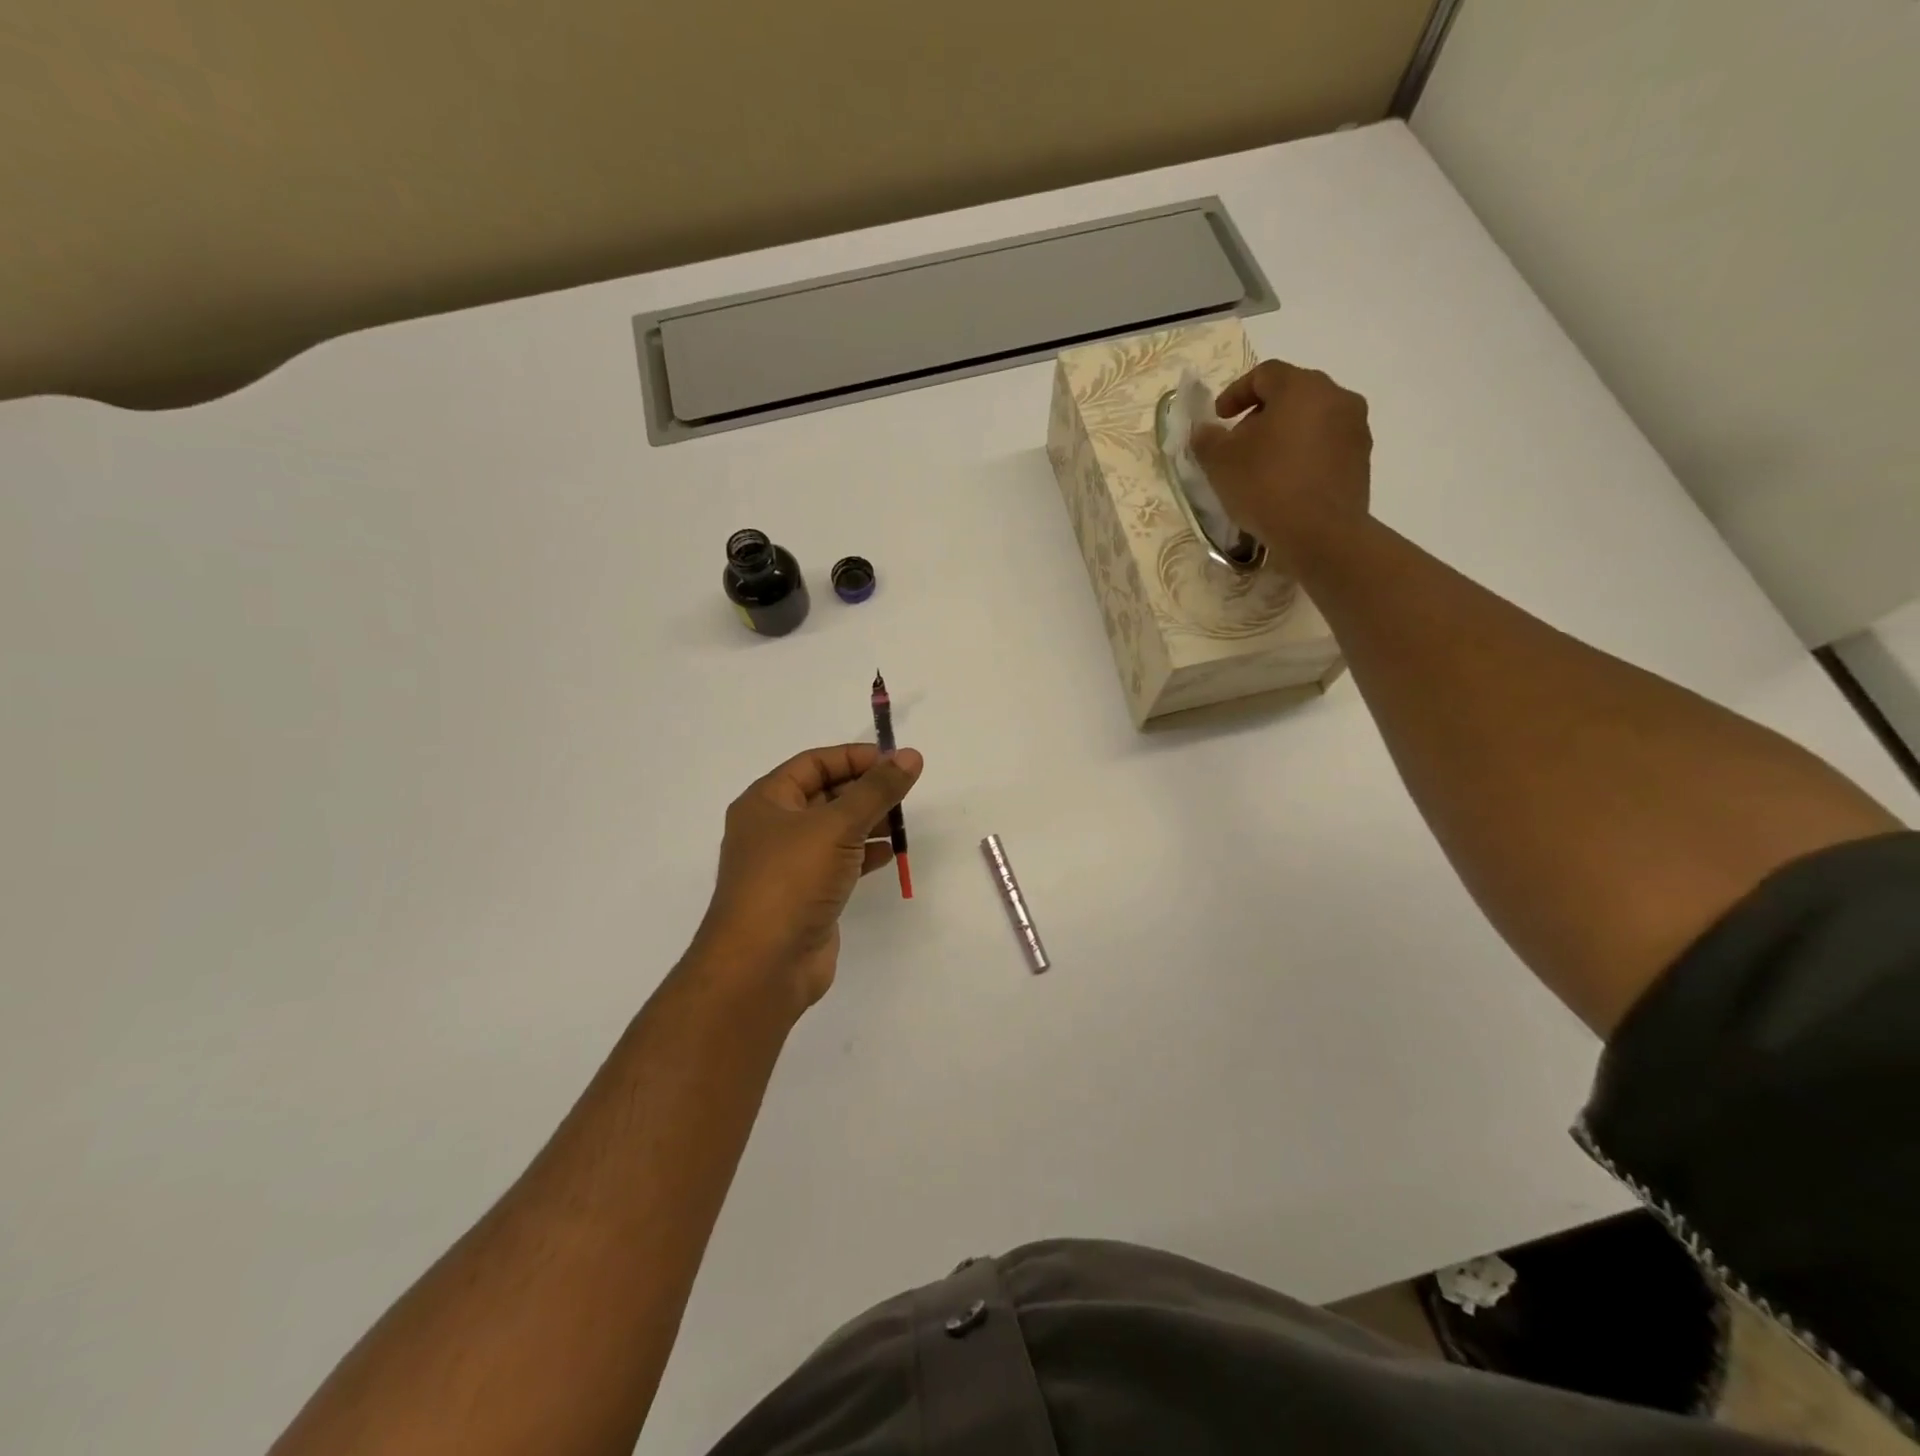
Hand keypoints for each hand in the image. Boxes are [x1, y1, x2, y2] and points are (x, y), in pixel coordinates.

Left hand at [691, 743, 923, 1015]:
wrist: (763, 965)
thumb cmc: (792, 880)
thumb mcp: (837, 825)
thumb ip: (877, 790)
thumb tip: (911, 756)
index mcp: (766, 801)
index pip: (814, 763)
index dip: (853, 757)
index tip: (894, 760)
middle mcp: (773, 828)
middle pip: (824, 795)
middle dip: (864, 790)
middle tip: (905, 790)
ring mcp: (788, 865)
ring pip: (834, 830)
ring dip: (868, 822)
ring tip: (903, 822)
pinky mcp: (805, 895)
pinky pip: (838, 862)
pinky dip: (864, 854)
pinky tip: (889, 853)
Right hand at [1190, 360, 1372, 575]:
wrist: (1321, 534)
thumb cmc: (1266, 486)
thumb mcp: (1220, 463)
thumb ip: (1207, 439)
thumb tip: (1204, 430)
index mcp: (1301, 387)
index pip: (1264, 374)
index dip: (1235, 393)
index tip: (1218, 418)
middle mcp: (1336, 397)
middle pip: (1292, 394)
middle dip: (1261, 415)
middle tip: (1238, 444)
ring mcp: (1354, 428)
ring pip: (1311, 420)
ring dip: (1284, 435)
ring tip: (1262, 467)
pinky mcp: (1361, 459)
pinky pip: (1325, 446)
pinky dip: (1303, 455)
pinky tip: (1285, 483)